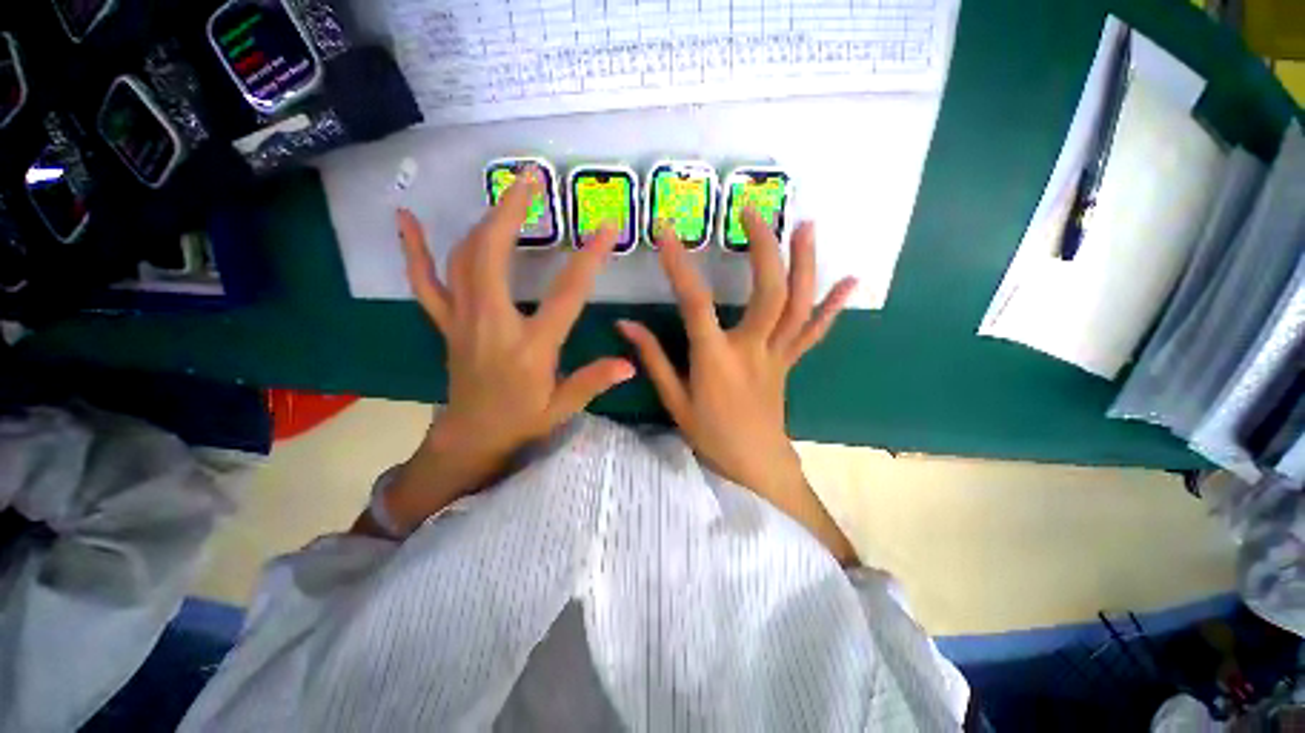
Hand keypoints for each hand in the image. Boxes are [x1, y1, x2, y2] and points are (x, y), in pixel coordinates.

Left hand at [383, 169, 632, 533]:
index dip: (589, 258)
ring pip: (463, 258)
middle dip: (513, 211)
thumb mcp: (562, 408)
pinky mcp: (445, 323)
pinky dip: (414, 250)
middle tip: (533, 179)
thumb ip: (594, 381)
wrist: (470, 438)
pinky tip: (406, 220)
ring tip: (507, 192)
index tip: (607, 227)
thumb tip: (631, 363)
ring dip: (483, 219)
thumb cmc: (520, 422)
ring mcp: (462, 320)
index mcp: (530, 347)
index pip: (566, 294)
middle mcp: (492, 324)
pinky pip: (425, 282)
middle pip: (493, 255)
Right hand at [617, 210, 859, 562]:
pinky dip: (833, 305)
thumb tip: (624, 324)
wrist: (754, 465)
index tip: (667, 231)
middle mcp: (752, 350)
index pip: (696, 304)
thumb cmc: (710, 436)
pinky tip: (849, 280)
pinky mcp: (791, 362)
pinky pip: (814, 331)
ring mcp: (778, 354)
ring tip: (806, 225)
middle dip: (762, 247)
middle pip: (767, 292)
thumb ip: (651, 359)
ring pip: (799, 305)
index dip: (680, 265)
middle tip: (753, 211)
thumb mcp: (673, 400)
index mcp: (716, 360)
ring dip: (805, 263)